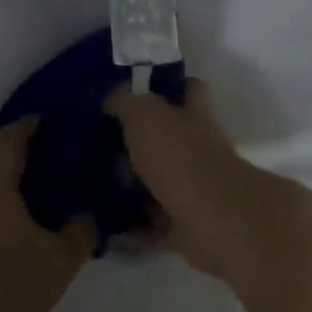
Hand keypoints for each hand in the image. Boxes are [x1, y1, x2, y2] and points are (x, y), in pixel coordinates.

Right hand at [106, 79, 270, 280]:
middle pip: (172, 138)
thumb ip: (126, 102)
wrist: (213, 220)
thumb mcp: (144, 115)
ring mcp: (197, 188)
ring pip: (162, 181)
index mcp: (194, 115)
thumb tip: (111, 99)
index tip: (138, 91)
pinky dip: (137, 226)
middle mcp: (200, 148)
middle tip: (105, 141)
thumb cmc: (179, 157)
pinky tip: (109, 223)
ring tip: (98, 183)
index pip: (189, 88)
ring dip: (136, 185)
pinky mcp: (188, 226)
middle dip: (143, 141)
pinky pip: (157, 223)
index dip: (169, 85)